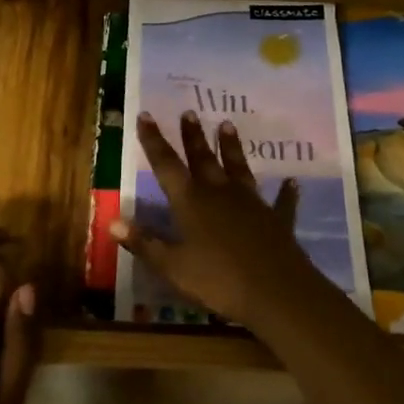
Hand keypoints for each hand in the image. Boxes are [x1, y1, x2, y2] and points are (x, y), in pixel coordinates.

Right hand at [109, 111, 323, 326]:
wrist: (275, 291)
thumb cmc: (217, 280)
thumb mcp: (172, 266)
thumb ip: (144, 242)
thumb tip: (112, 221)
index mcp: (191, 202)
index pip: (166, 164)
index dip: (154, 140)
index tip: (146, 115)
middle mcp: (220, 193)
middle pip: (203, 158)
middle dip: (193, 136)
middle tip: (189, 112)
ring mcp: (251, 203)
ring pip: (238, 168)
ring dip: (232, 147)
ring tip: (227, 124)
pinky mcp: (276, 219)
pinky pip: (280, 201)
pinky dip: (285, 192)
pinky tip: (291, 182)